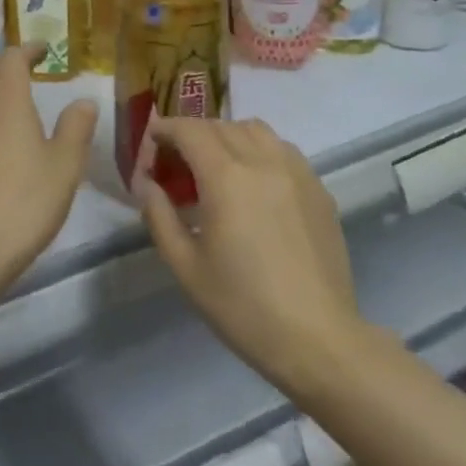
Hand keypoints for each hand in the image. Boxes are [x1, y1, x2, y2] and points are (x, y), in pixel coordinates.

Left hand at [0, 44, 99, 298]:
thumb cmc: (26, 202)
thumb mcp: (65, 165)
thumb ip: (76, 128)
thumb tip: (83, 101)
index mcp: (7, 104)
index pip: (12, 59)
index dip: (28, 49)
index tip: (44, 50)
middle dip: (1, 61)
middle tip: (21, 66)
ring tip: (9, 104)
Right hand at [135, 118, 367, 401]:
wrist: (317, 340)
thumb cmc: (242, 306)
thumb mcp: (185, 266)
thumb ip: (159, 215)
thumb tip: (146, 183)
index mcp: (226, 177)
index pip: (190, 130)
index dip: (166, 129)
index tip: (151, 141)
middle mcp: (262, 162)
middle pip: (221, 125)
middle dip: (193, 133)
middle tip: (177, 160)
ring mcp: (297, 173)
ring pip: (256, 130)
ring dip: (228, 135)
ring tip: (217, 165)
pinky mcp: (319, 190)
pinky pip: (283, 150)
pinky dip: (260, 151)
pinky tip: (255, 183)